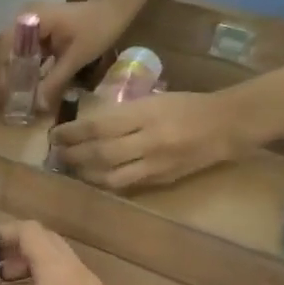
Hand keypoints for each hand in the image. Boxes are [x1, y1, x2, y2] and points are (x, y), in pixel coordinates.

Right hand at [0, 0, 125, 114]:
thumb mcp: (76, 58)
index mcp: (31, 18)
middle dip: (0, 71)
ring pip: (10, 48)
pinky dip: (23, 66)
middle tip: (3, 95)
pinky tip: (27, 83)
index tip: (2, 91)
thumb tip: (38, 106)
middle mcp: (24, 17)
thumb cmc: (97, 29)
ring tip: (12, 93)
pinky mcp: (39, 30)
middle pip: (0, 46)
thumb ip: (55, 80)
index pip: (2, 44)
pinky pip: (24, 49)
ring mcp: (31, 22)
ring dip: (10, 69)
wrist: (114, 10)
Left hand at [51, 90, 252, 189]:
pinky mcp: (163, 179)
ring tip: (71, 168)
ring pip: (110, 176)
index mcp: (145, 114)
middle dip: (73, 155)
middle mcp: (149, 140)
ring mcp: (156, 163)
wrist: (228, 124)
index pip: (99, 126)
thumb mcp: (153, 100)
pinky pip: (128, 185)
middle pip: (100, 153)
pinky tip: (94, 178)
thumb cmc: (187, 105)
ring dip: (86, 174)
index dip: (72, 133)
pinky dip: (107, 182)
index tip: (55, 134)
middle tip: (57, 153)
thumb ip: (123, 114)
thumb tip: (88, 126)